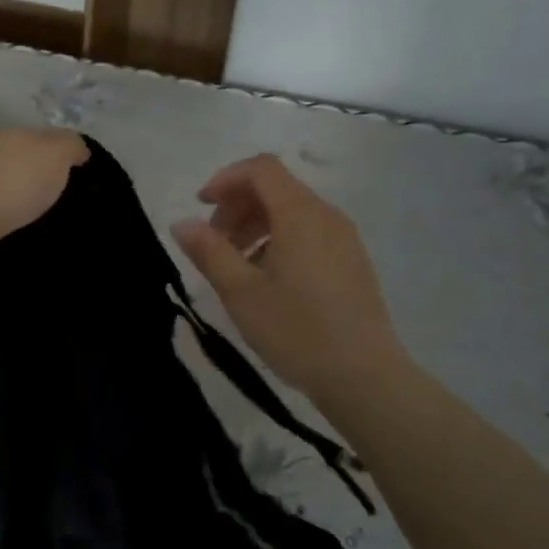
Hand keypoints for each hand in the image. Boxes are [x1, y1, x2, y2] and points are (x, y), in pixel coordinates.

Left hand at [0, 127, 88, 275]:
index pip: (46, 137)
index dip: (67, 153)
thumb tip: (79, 150)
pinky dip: (6, 220)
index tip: (85, 176)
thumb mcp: (54, 155)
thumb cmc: (12, 183)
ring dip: (22, 200)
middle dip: (42, 176)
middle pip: (23, 160)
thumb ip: (70, 147)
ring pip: (6, 187)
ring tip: (45, 221)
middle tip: (68, 200)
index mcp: (13, 135)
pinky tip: (18, 233)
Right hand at [171, 154, 408, 399]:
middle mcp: (326, 215)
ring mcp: (345, 239)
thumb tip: (182, 223)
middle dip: (238, 206)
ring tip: (236, 265)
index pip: (261, 169)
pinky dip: (280, 239)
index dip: (226, 179)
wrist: (366, 379)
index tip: (201, 207)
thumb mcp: (241, 292)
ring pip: (293, 212)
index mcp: (300, 214)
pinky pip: (310, 232)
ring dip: (257, 225)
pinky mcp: (353, 262)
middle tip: (213, 243)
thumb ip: (209, 251)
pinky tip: (268, 279)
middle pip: (276, 188)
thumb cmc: (297, 330)